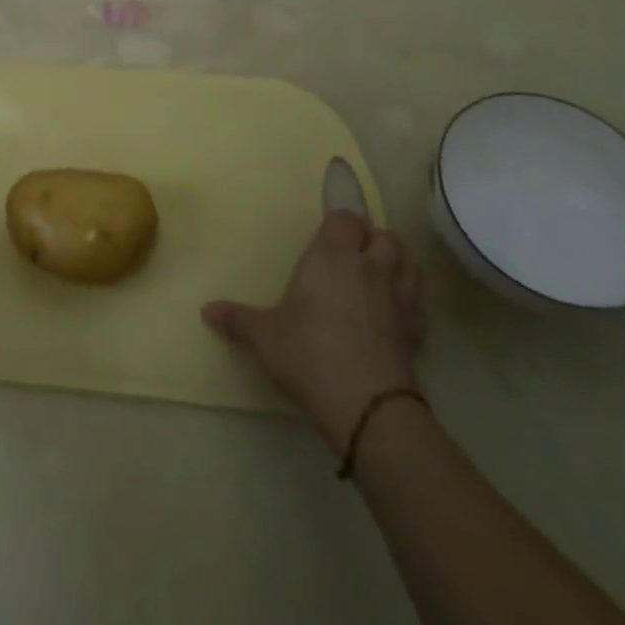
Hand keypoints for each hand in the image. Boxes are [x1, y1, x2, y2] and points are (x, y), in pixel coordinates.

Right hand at [202, 209, 426, 446]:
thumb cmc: (309, 354)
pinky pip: (419, 306)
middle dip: (372, 238)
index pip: (345, 218)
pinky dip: (411, 304)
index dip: (339, 221)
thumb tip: (205, 310)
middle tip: (353, 253)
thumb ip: (238, 319)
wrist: (367, 406)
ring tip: (380, 275)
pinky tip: (396, 316)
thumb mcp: (265, 337)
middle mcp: (368, 268)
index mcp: (331, 257)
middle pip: (385, 235)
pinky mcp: (416, 333)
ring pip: (409, 265)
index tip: (328, 231)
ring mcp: (399, 300)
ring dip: (398, 264)